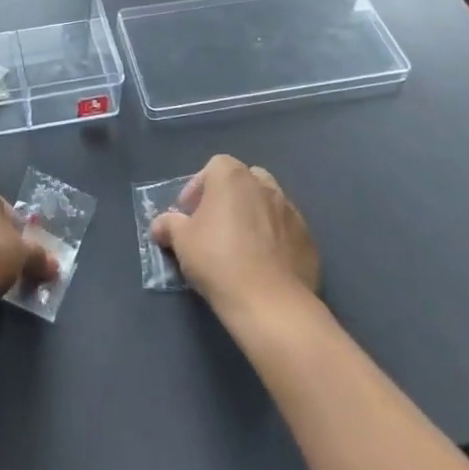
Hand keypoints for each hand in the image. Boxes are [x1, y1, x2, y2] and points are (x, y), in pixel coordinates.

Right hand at [151, 155, 319, 314]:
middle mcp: (264, 186)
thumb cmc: (218, 260)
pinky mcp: (308, 239)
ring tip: (240, 245)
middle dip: (228, 197)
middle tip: (214, 224)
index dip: (198, 187)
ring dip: (253, 216)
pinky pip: (285, 230)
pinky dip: (274, 239)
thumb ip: (169, 225)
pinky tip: (263, 264)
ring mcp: (291, 211)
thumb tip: (160, 225)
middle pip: (244, 180)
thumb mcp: (181, 241)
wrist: (270, 303)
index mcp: (233, 177)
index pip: (214, 166)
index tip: (189, 213)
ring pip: (267, 203)